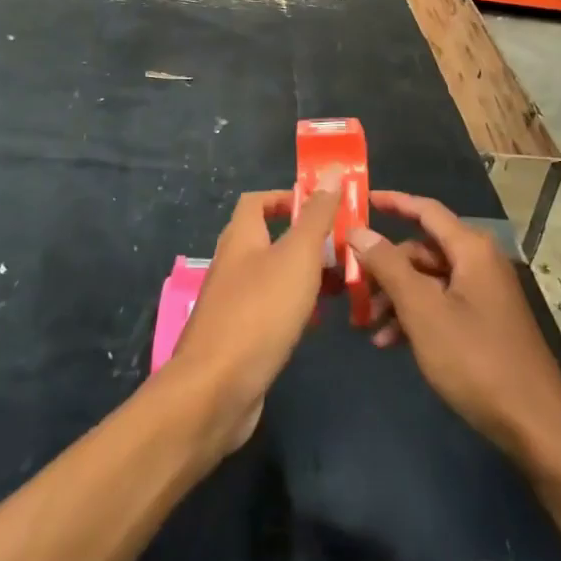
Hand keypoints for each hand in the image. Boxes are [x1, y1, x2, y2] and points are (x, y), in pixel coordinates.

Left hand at [170, 187, 337, 455]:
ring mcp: (232, 302)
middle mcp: (232, 264)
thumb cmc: (260, 312)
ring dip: (305, 276)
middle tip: (344, 250)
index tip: (324, 208)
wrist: (216, 390)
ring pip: (275, 276)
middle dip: (307, 241)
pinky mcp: (239, 336)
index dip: (289, 198)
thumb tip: (332, 171)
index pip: (258, 201)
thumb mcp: (297, 256)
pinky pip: (271, 309)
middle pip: (270, 238)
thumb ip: (316, 215)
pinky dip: (295, 308)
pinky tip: (316, 322)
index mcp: (240, 238)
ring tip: (342, 286)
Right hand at [353, 191, 560, 462]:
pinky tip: (390, 343)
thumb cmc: (476, 360)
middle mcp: (479, 262)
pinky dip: (415, 317)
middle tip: (352, 290)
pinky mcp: (485, 321)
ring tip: (367, 326)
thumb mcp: (424, 312)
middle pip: (422, 249)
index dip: (393, 202)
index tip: (360, 200)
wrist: (535, 424)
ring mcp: (484, 293)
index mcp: (471, 249)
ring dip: (396, 298)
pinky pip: (441, 304)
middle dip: (385, 268)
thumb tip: (359, 231)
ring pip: (428, 280)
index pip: (425, 210)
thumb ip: (389, 267)